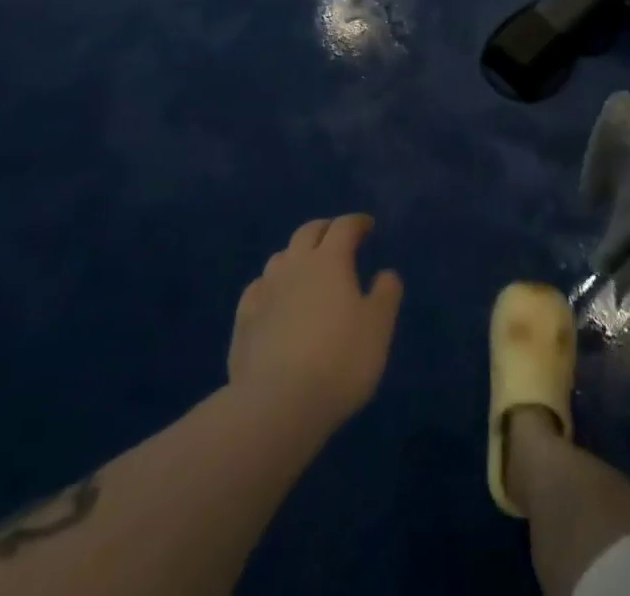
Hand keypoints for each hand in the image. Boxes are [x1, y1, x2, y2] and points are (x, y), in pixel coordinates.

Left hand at [228, 214, 402, 432]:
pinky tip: (274, 300)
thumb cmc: (339, 360)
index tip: (368, 226)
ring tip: (307, 270)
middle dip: (325, 230)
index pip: (344, 226)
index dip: (357, 222)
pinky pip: (258, 289)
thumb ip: (386, 294)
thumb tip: (385, 274)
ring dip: (296, 256)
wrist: (276, 406)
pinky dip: (271, 286)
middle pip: (308, 233)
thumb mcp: (378, 327)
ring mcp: (264, 292)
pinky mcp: (243, 321)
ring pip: (280, 258)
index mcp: (330, 260)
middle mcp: (295, 266)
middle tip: (338, 238)